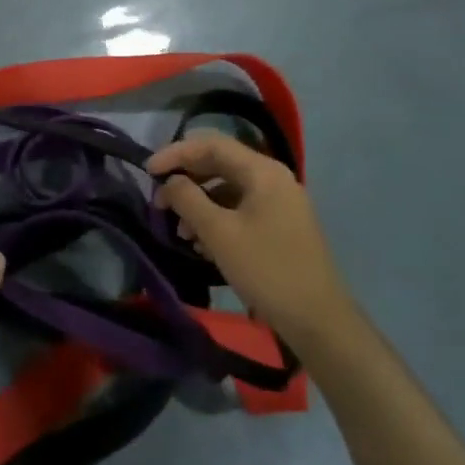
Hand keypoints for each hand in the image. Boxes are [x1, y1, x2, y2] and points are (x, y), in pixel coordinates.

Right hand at [146, 133, 349, 341]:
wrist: (317, 319)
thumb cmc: (266, 269)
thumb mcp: (218, 233)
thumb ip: (187, 199)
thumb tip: (170, 182)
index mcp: (263, 172)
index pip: (211, 145)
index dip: (175, 153)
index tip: (147, 172)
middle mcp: (273, 179)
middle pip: (219, 164)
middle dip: (185, 181)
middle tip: (158, 201)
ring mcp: (279, 203)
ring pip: (228, 190)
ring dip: (198, 204)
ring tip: (180, 232)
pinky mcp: (280, 226)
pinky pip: (240, 210)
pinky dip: (216, 219)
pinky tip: (202, 244)